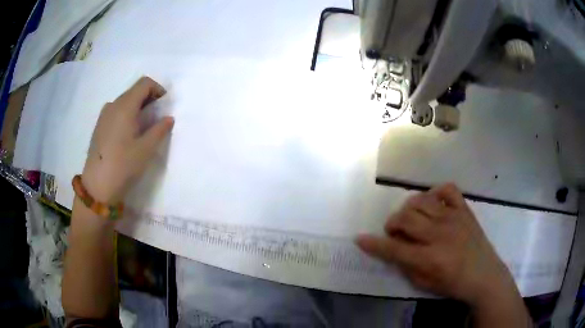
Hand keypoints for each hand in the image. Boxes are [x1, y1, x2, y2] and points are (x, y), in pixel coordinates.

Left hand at [81, 76, 173, 203]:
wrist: (97, 186)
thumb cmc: (123, 165)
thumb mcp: (146, 149)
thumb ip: (160, 130)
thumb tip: (168, 118)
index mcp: (125, 106)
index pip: (144, 83)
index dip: (158, 89)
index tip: (164, 105)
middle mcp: (113, 105)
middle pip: (134, 91)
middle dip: (148, 99)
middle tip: (156, 117)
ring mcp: (103, 116)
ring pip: (124, 102)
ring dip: (137, 107)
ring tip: (142, 127)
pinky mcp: (99, 126)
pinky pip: (115, 112)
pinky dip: (126, 115)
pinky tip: (128, 135)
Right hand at [356, 184, 516, 305]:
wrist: (484, 274)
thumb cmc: (453, 284)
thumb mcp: (424, 284)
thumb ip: (406, 266)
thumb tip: (392, 250)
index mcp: (430, 257)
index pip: (394, 248)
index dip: (374, 243)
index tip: (359, 238)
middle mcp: (440, 233)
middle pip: (405, 218)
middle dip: (391, 224)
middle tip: (394, 232)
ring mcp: (453, 217)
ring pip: (421, 201)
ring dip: (408, 208)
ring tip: (411, 218)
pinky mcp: (464, 209)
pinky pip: (447, 189)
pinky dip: (435, 192)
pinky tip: (432, 203)